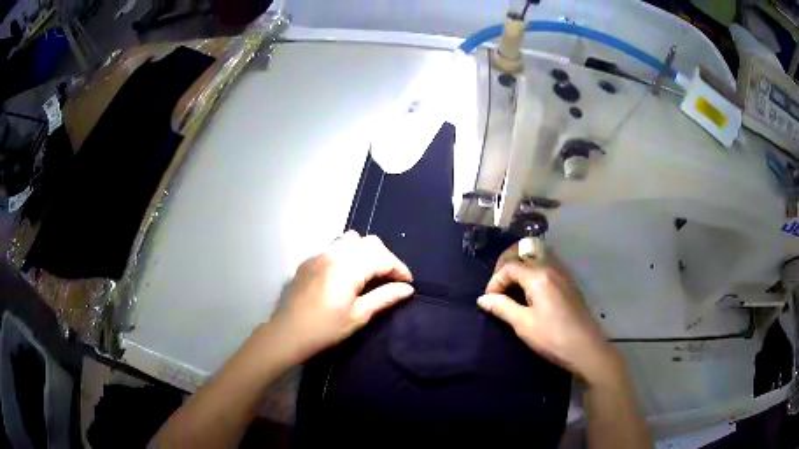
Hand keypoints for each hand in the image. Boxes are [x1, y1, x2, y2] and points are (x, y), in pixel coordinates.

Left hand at [270, 231, 413, 364]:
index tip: (408, 283)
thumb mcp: (359, 315)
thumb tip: (407, 288)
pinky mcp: (309, 260)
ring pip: (350, 239)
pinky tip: (346, 272)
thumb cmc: (326, 328)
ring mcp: (320, 254)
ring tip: (369, 270)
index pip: (383, 259)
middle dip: (385, 257)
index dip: (399, 269)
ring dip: (365, 251)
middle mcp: (335, 253)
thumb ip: (385, 297)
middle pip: (369, 243)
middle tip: (390, 278)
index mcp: (350, 267)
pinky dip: (347, 253)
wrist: (289, 332)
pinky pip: (334, 246)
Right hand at [476, 245, 621, 385]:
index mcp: (538, 275)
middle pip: (524, 254)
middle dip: (506, 267)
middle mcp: (551, 267)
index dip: (495, 281)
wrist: (585, 348)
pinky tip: (531, 291)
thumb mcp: (523, 324)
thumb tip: (483, 299)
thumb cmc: (552, 337)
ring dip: (521, 267)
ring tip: (512, 288)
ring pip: (537, 258)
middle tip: (498, 288)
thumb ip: (502, 307)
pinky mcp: (569, 283)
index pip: (509, 267)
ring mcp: (563, 274)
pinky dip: (534, 272)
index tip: (490, 301)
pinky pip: (548, 266)